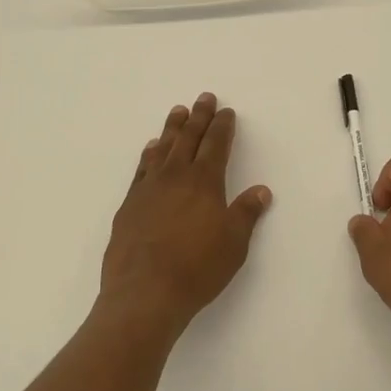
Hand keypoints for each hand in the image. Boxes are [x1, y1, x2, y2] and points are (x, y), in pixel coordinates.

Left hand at [101, 93, 271, 335]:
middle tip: (203, 97)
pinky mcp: (129, 205)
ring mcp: (148, 189)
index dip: (222, 126)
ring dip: (172, 129)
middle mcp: (175, 177)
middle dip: (198, 116)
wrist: (144, 292)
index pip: (216, 145)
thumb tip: (261, 190)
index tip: (226, 111)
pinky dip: (149, 154)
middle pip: (188, 138)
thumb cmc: (197, 268)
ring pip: (162, 149)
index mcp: (204, 182)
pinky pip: (141, 169)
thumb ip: (246, 213)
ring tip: (177, 111)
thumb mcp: (234, 243)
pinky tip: (151, 150)